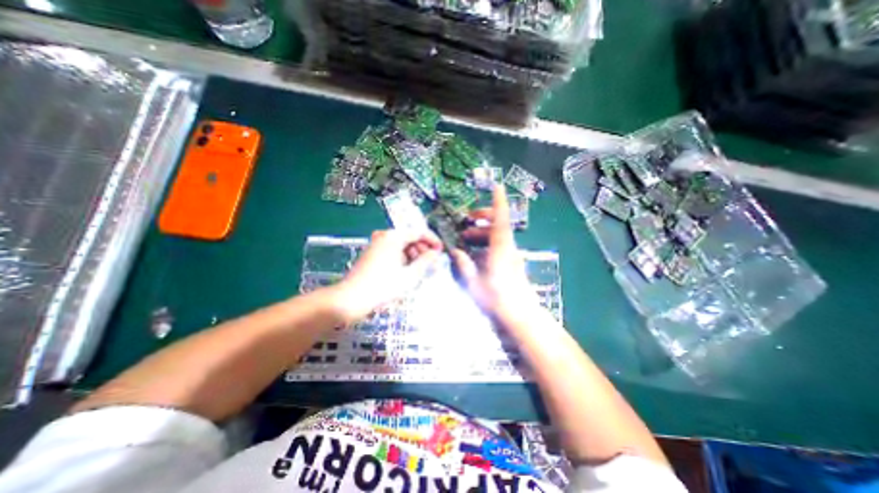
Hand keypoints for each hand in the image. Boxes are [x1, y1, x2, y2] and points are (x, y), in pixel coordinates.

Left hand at [332, 227, 439, 321]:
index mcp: (394, 236)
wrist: (351, 299)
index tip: (441, 251)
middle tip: (431, 263)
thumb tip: (435, 253)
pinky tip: (407, 270)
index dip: (433, 241)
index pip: (419, 232)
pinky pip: (393, 250)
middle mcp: (384, 236)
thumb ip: (425, 261)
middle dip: (423, 249)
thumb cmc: (383, 286)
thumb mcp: (410, 275)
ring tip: (420, 269)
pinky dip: (403, 257)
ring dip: (413, 254)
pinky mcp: (373, 253)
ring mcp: (377, 243)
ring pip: (402, 244)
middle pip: (410, 237)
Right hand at [454, 187, 542, 320]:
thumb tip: (455, 252)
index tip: (496, 186)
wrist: (521, 316)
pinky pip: (498, 246)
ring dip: (482, 232)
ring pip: (497, 235)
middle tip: (467, 219)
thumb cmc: (498, 300)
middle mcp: (508, 248)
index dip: (498, 201)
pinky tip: (474, 253)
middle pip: (498, 224)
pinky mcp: (511, 262)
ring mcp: (511, 255)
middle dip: (483, 217)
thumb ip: (464, 266)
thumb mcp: (475, 283)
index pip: (501, 219)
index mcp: (500, 249)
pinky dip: (486, 244)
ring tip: (466, 237)